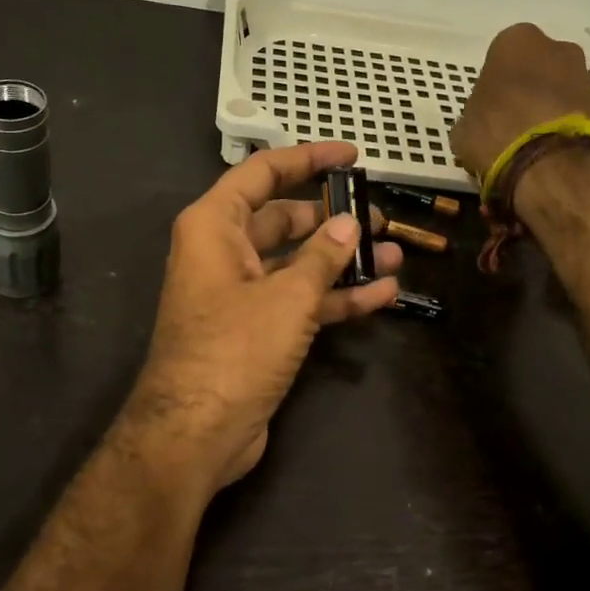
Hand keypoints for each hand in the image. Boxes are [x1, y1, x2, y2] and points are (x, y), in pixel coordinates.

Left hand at [124, 143, 401, 492]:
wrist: (195, 434)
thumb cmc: (235, 349)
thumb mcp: (287, 296)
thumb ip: (322, 256)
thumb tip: (347, 223)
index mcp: (215, 227)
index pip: (263, 173)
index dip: (308, 158)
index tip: (352, 155)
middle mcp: (224, 252)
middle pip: (284, 218)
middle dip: (333, 217)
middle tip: (379, 217)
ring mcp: (242, 293)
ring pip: (297, 263)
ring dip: (343, 260)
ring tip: (394, 253)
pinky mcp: (257, 330)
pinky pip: (300, 300)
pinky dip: (336, 297)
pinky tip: (382, 294)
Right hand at [449, 23, 589, 182]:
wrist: (555, 165)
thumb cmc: (498, 133)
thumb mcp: (464, 130)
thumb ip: (473, 119)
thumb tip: (477, 129)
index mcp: (516, 42)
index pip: (502, 56)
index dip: (496, 85)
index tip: (490, 110)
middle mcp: (558, 49)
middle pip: (540, 68)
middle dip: (530, 91)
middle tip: (515, 124)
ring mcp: (588, 77)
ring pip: (564, 90)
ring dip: (554, 110)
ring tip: (538, 147)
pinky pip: (583, 115)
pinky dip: (572, 130)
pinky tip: (557, 156)